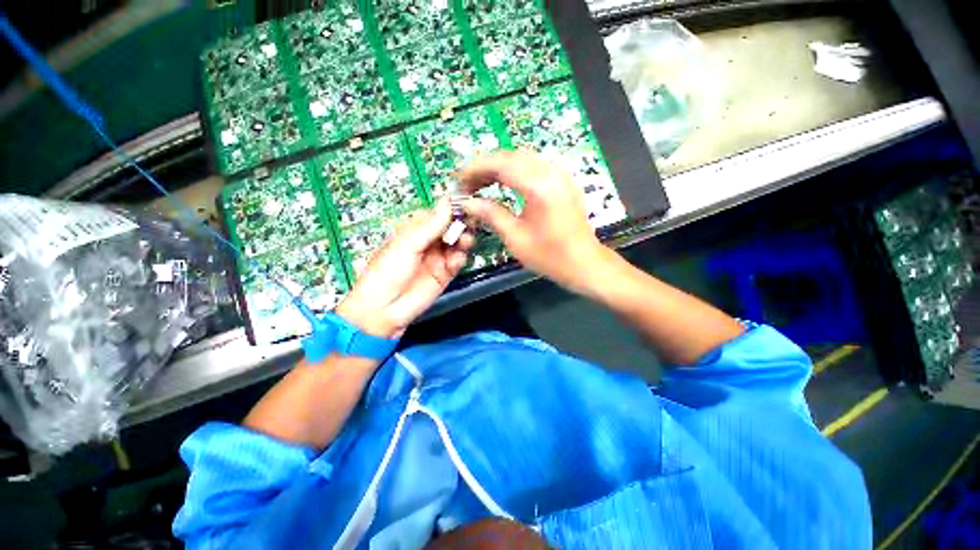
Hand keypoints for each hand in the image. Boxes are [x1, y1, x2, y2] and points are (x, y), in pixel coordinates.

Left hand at [336, 200, 472, 338]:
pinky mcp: (444, 274)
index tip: (464, 205)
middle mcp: (427, 243)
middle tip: (469, 223)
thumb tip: (446, 202)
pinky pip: (457, 262)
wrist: (384, 309)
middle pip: (449, 229)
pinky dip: (460, 259)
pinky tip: (456, 260)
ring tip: (465, 241)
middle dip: (460, 225)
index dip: (450, 210)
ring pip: (456, 244)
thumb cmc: (387, 273)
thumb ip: (430, 225)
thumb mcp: (408, 245)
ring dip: (463, 241)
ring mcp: (436, 259)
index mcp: (414, 231)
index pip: (437, 215)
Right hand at [459, 149, 612, 293]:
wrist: (583, 262)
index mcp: (539, 186)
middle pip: (510, 156)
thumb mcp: (515, 238)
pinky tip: (503, 183)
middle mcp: (551, 172)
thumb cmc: (549, 256)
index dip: (475, 168)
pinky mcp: (562, 180)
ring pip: (522, 158)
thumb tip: (467, 202)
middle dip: (485, 166)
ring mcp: (559, 174)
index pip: (501, 164)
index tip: (458, 180)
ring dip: (498, 167)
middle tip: (467, 183)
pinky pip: (533, 165)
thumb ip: (491, 214)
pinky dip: (514, 170)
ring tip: (480, 183)